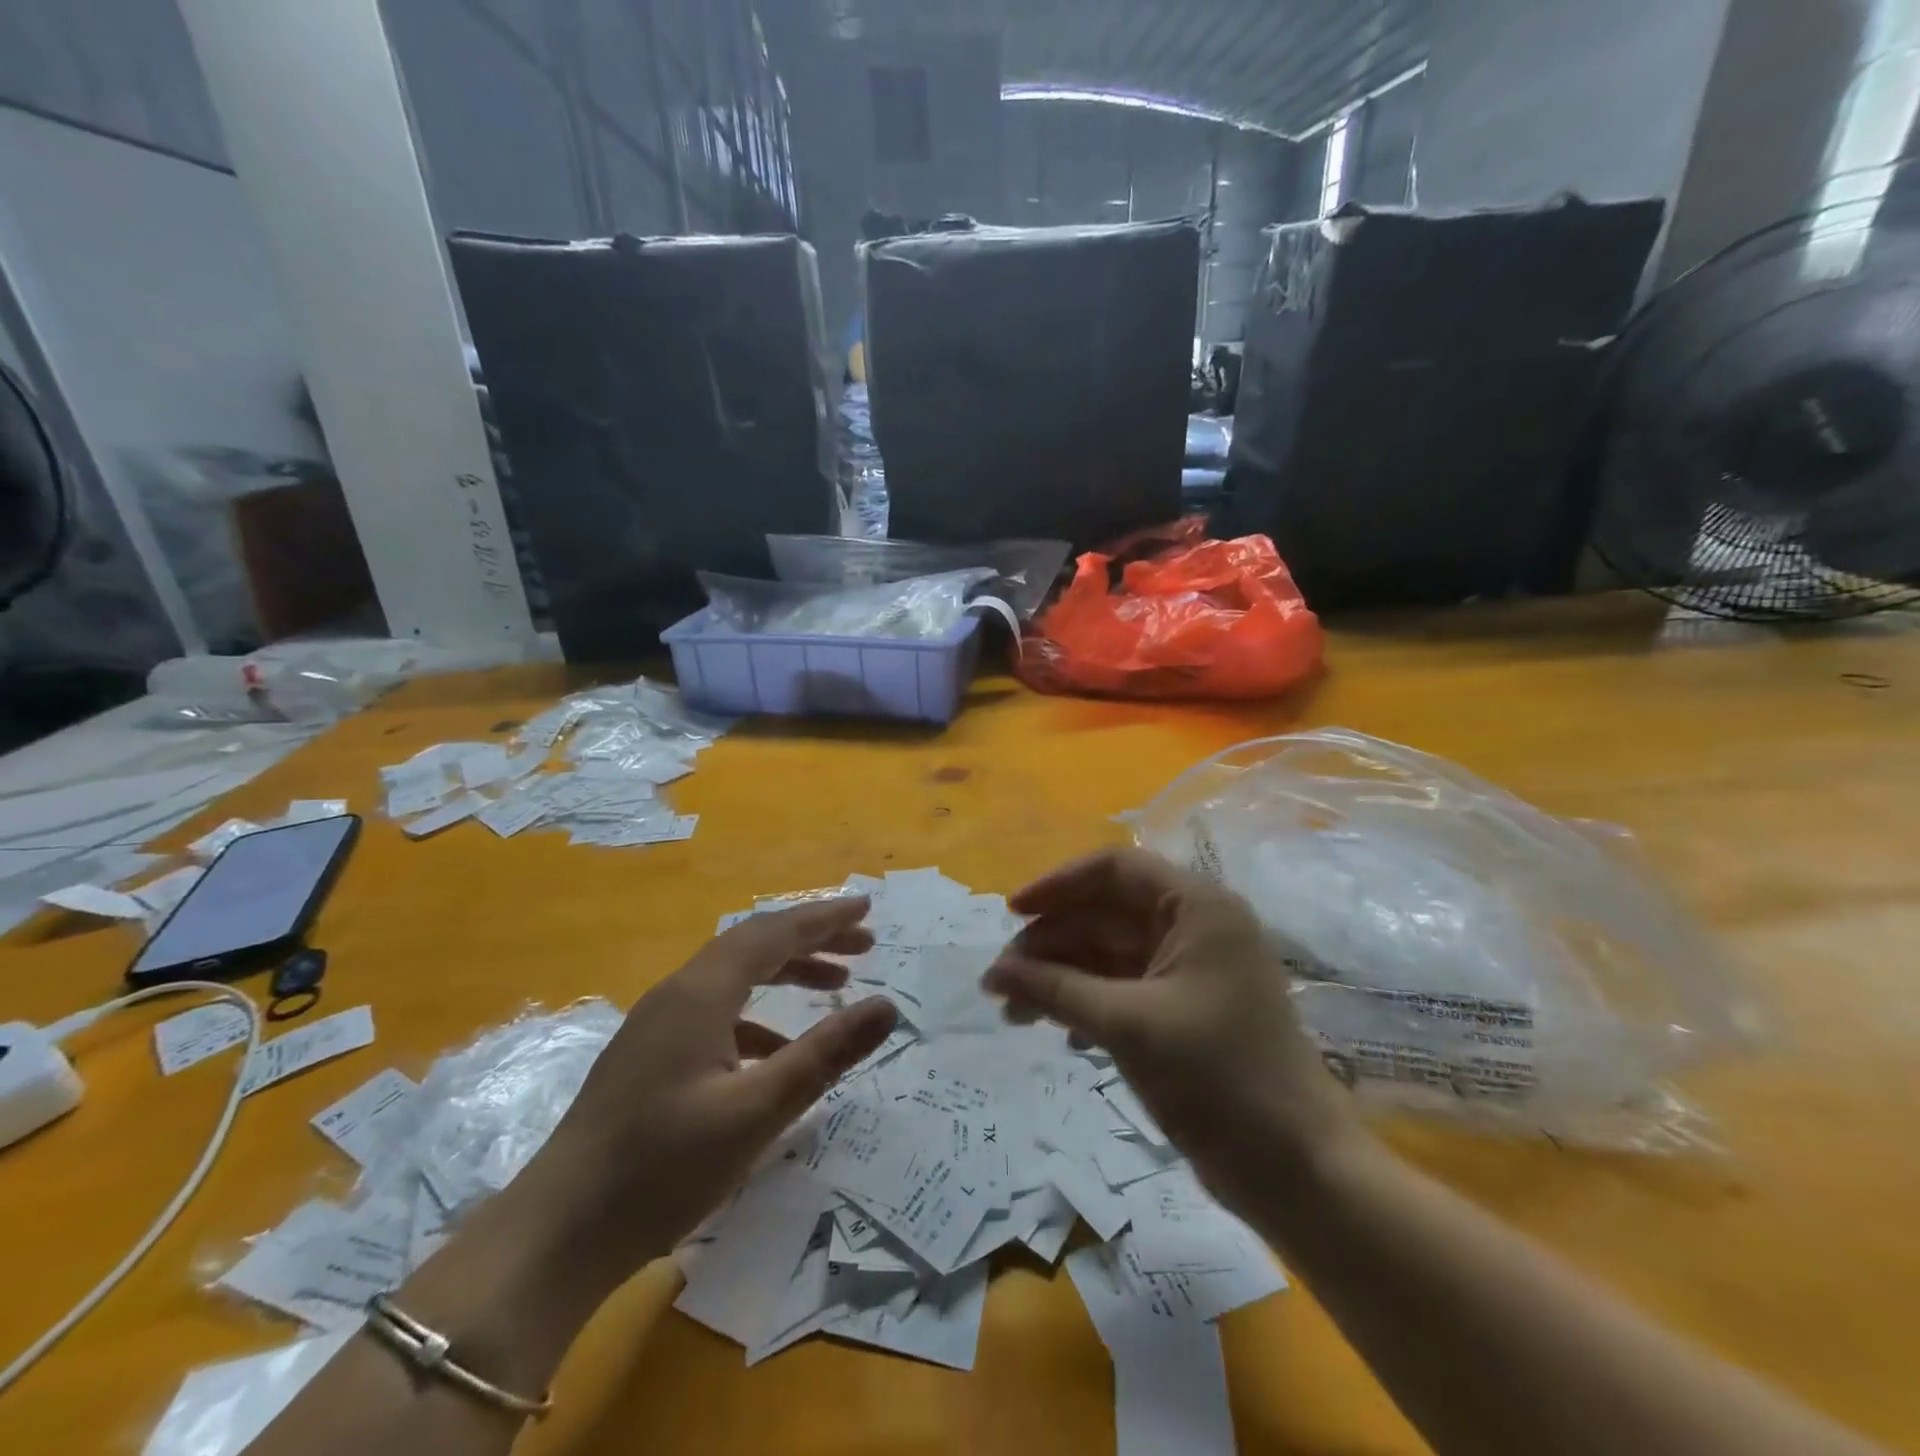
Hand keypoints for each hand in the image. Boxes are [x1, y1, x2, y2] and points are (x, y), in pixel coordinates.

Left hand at [517, 898, 898, 1286]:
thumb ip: (825, 1054)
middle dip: (811, 939)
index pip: (773, 932)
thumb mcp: (757, 1111)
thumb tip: (887, 1007)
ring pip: (734, 977)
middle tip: (864, 945)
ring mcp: (658, 1025)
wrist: (555, 1236)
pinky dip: (758, 1015)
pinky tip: (778, 1050)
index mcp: (700, 993)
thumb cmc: (661, 1168)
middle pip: (754, 945)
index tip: (866, 908)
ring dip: (786, 972)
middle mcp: (677, 993)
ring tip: (834, 984)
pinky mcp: (650, 1056)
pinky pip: (716, 1012)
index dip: (823, 917)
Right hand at [983, 850, 1363, 1212]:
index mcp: (1196, 908)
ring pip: (1109, 955)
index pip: (1115, 870)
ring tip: (1014, 1013)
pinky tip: (1061, 1036)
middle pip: (1105, 914)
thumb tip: (992, 973)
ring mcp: (1189, 972)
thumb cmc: (1218, 1079)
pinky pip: (1122, 989)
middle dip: (1052, 943)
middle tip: (1001, 981)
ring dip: (1061, 978)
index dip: (1058, 885)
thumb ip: (1057, 990)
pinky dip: (1087, 1004)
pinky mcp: (1183, 1012)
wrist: (1296, 1171)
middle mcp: (1194, 929)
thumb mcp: (1128, 1025)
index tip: (1012, 914)